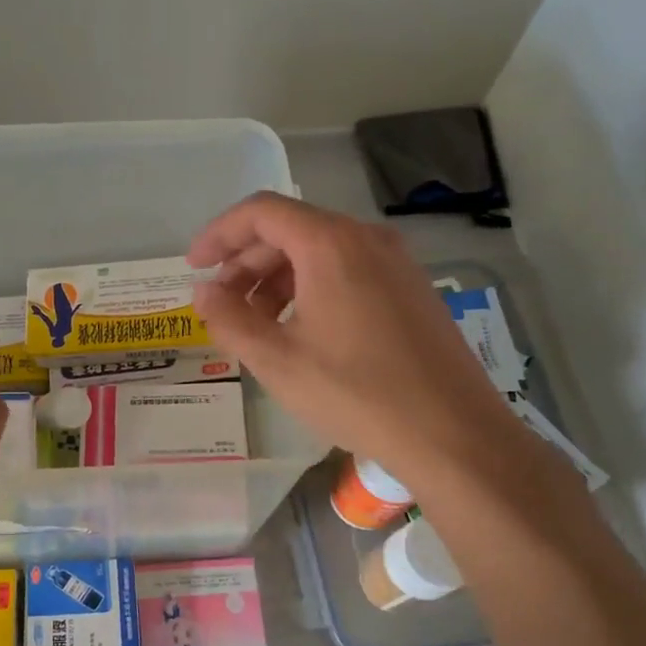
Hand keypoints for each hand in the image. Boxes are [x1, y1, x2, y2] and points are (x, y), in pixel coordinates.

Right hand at [187, 192, 521, 464]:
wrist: (452, 433)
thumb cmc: (355, 393)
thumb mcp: (276, 360)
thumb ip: (229, 319)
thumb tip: (204, 292)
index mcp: (330, 244)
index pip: (261, 213)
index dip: (219, 235)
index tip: (194, 267)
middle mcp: (366, 239)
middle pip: (290, 230)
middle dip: (246, 263)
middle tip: (221, 305)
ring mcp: (396, 263)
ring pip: (319, 252)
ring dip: (276, 279)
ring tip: (256, 325)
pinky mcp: (411, 290)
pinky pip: (347, 271)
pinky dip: (310, 289)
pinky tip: (301, 332)